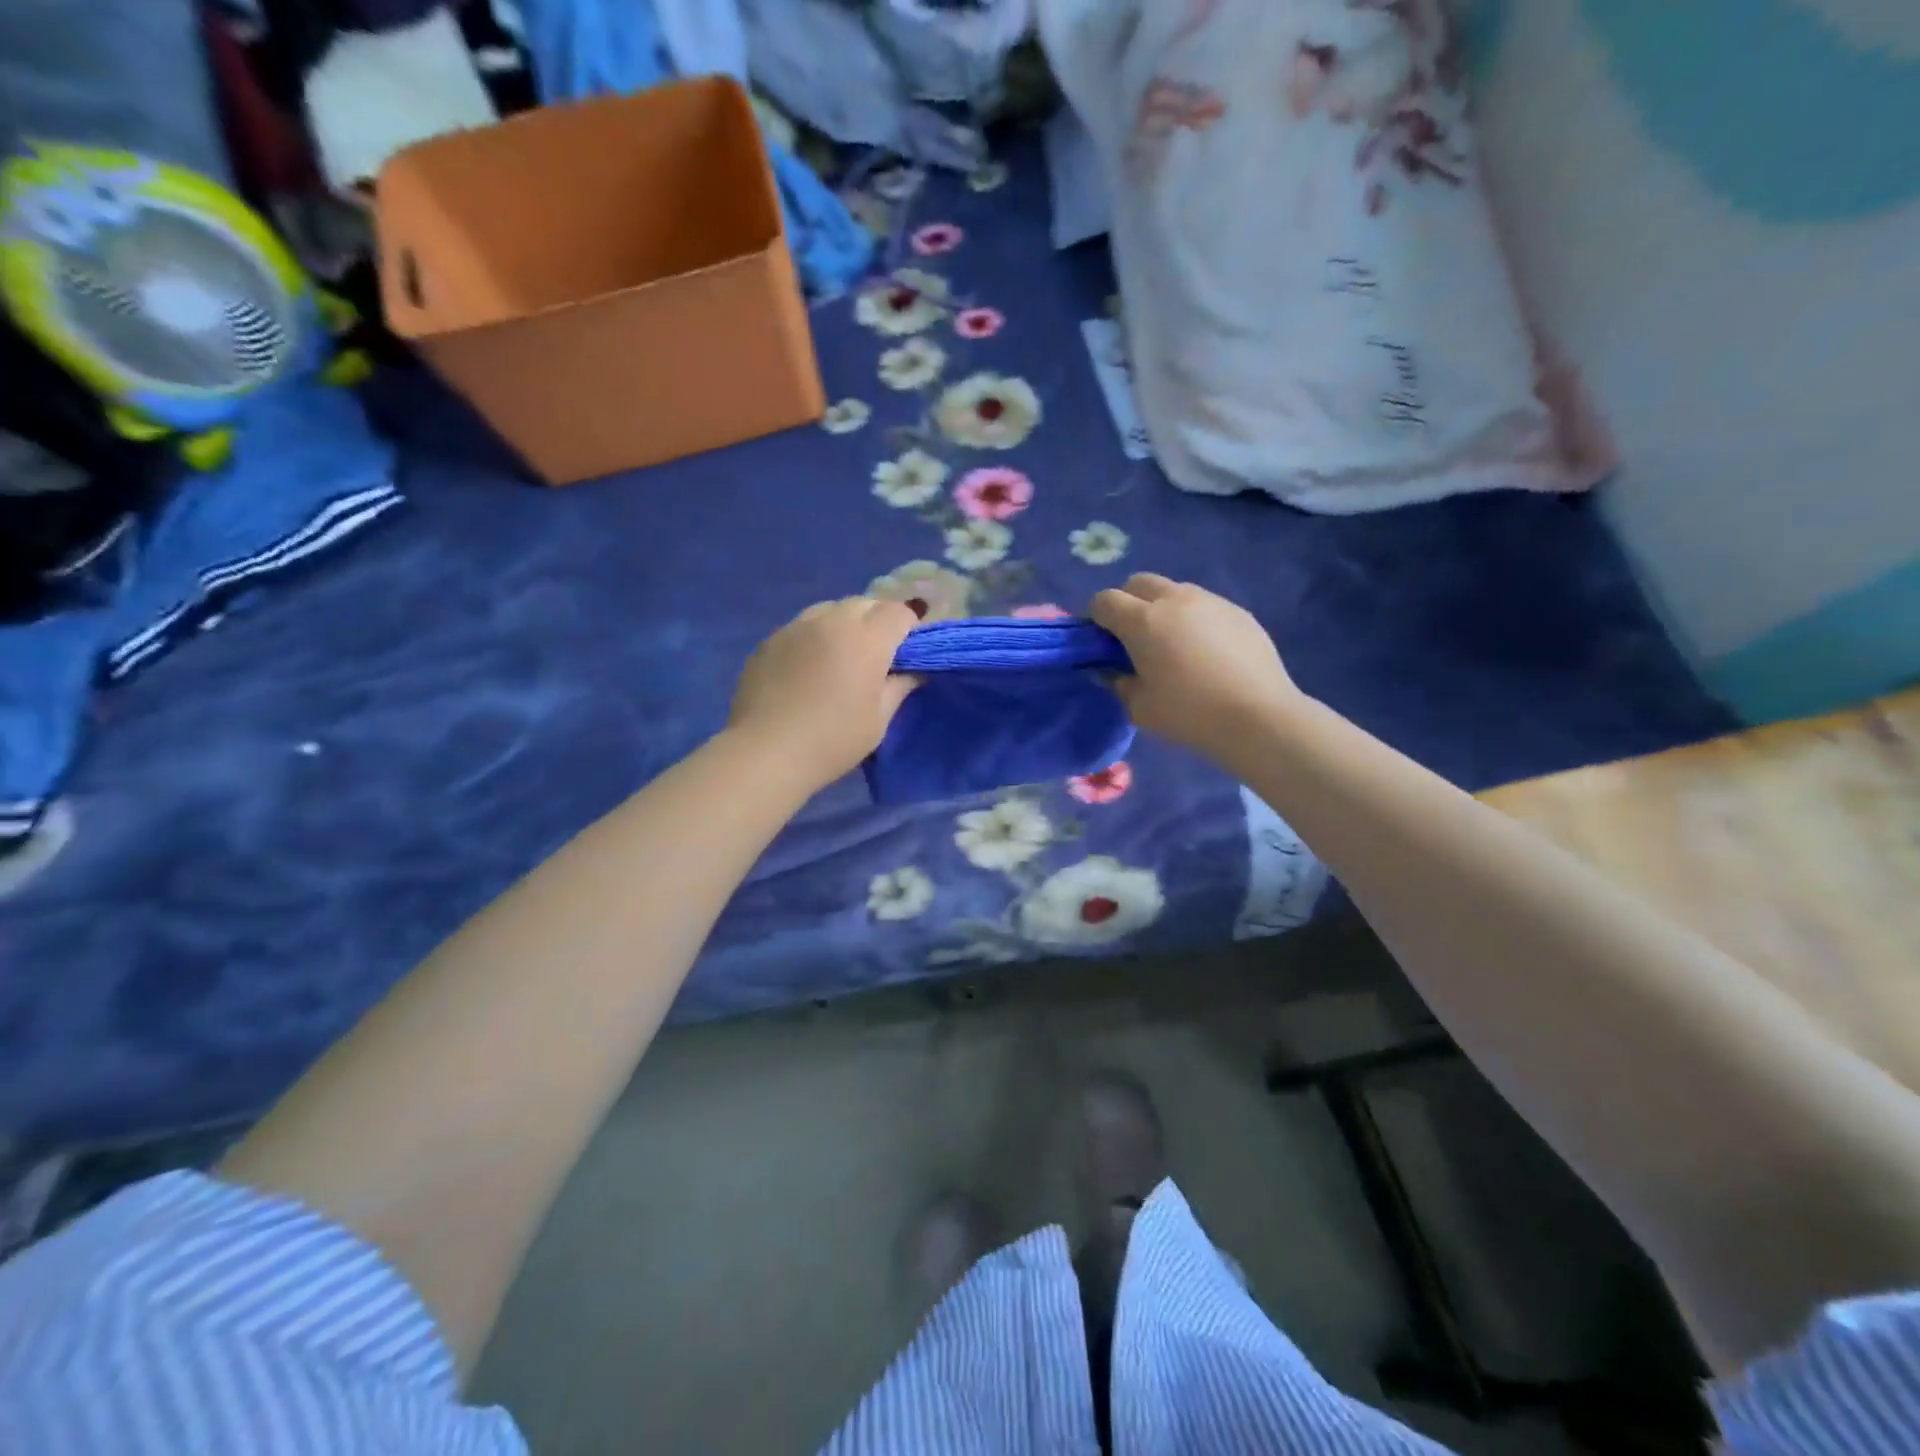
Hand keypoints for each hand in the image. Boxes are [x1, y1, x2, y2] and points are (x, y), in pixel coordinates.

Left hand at [729, 598, 919, 788]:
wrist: (767, 752)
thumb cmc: (834, 740)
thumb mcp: (878, 720)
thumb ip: (899, 688)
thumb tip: (913, 672)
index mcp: (867, 639)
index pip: (898, 612)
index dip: (908, 627)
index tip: (907, 651)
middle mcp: (832, 621)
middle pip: (865, 604)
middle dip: (877, 620)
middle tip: (877, 653)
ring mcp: (796, 627)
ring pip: (829, 609)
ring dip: (844, 623)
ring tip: (840, 655)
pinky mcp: (769, 640)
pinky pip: (801, 627)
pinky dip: (813, 637)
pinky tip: (807, 667)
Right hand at [1090, 574, 1302, 762]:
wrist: (1258, 717)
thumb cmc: (1189, 714)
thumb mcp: (1139, 708)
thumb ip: (1118, 683)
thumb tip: (1109, 670)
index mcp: (1143, 620)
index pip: (1105, 600)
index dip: (1096, 618)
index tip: (1101, 642)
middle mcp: (1175, 599)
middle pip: (1138, 583)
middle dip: (1127, 603)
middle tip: (1133, 638)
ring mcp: (1210, 601)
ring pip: (1174, 590)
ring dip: (1163, 608)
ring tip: (1173, 644)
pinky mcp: (1238, 612)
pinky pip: (1204, 606)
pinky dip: (1194, 619)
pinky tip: (1206, 652)